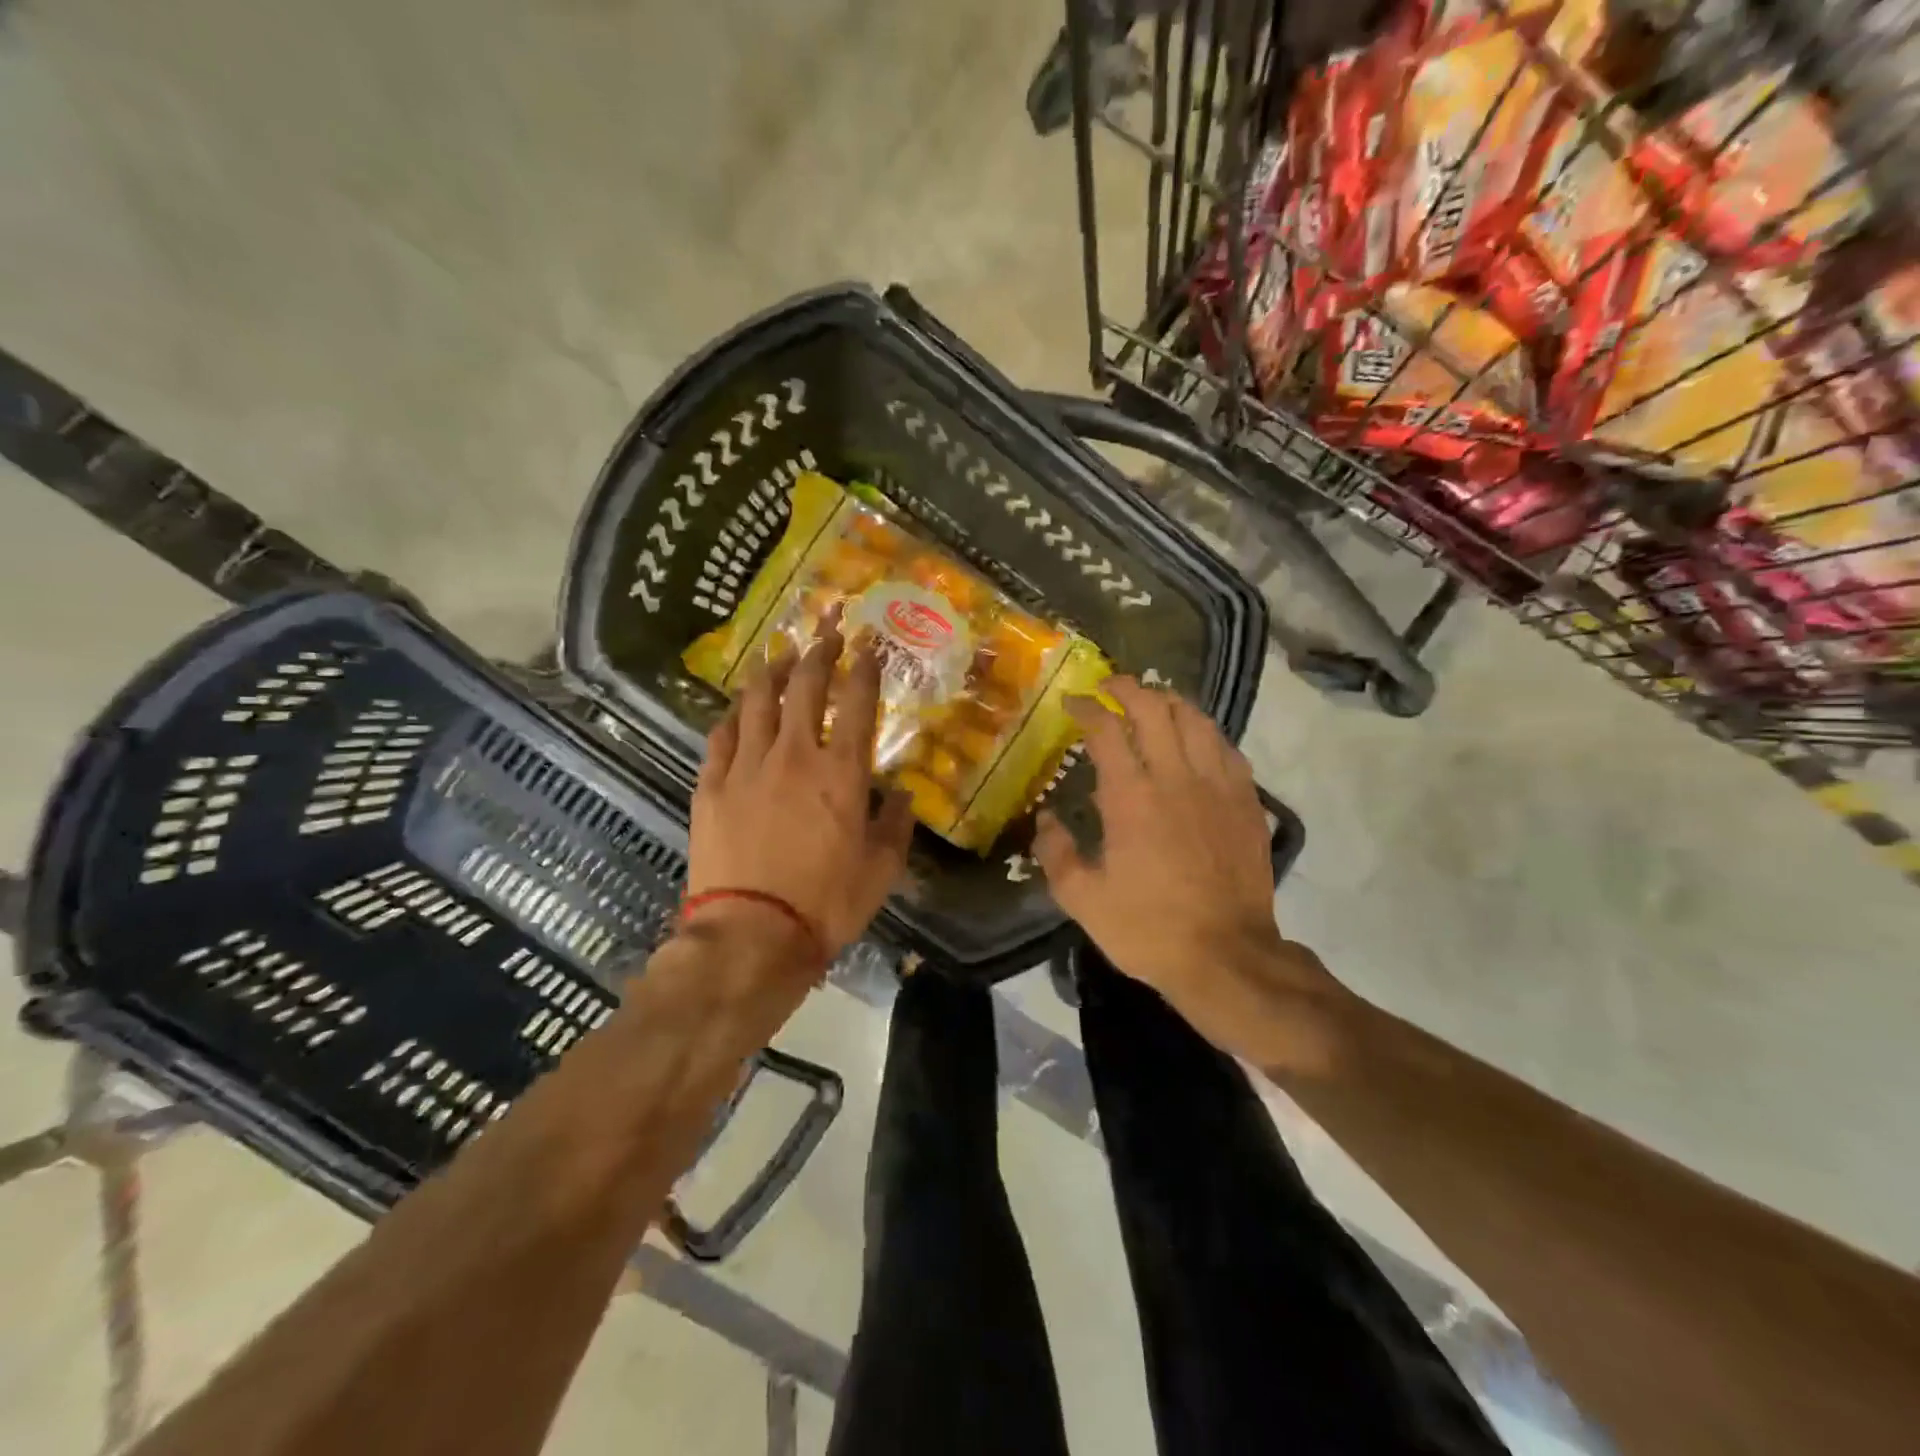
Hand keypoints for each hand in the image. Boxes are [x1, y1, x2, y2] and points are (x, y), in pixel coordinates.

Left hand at [688, 615, 914, 962]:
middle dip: (819, 650)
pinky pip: (721, 736)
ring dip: (772, 670)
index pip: (857, 703)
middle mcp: (794, 755)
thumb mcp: (881, 870)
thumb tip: (904, 795)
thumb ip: (896, 825)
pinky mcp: (711, 786)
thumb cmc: (826, 905)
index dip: (866, 667)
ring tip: (780, 652)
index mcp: (842, 773)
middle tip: (826, 628)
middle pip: (805, 686)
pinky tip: (739, 706)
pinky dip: (733, 715)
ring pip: (758, 701)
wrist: (751, 936)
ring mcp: (747, 767)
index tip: (870, 642)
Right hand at [1034, 677, 1343, 1070]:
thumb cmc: (1147, 928)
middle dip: (1128, 688)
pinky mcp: (1247, 802)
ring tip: (1153, 702)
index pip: (1106, 729)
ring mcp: (1217, 786)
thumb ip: (1056, 852)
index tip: (1073, 702)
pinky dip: (1206, 732)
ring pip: (1196, 720)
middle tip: (1110, 687)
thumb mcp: (1082, 899)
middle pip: (1154, 708)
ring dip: (1170, 702)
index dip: (1087, 707)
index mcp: (1131, 796)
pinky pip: (1228, 748)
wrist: (1226, 956)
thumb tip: (1047, 819)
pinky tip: (1197, 739)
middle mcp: (1176, 777)